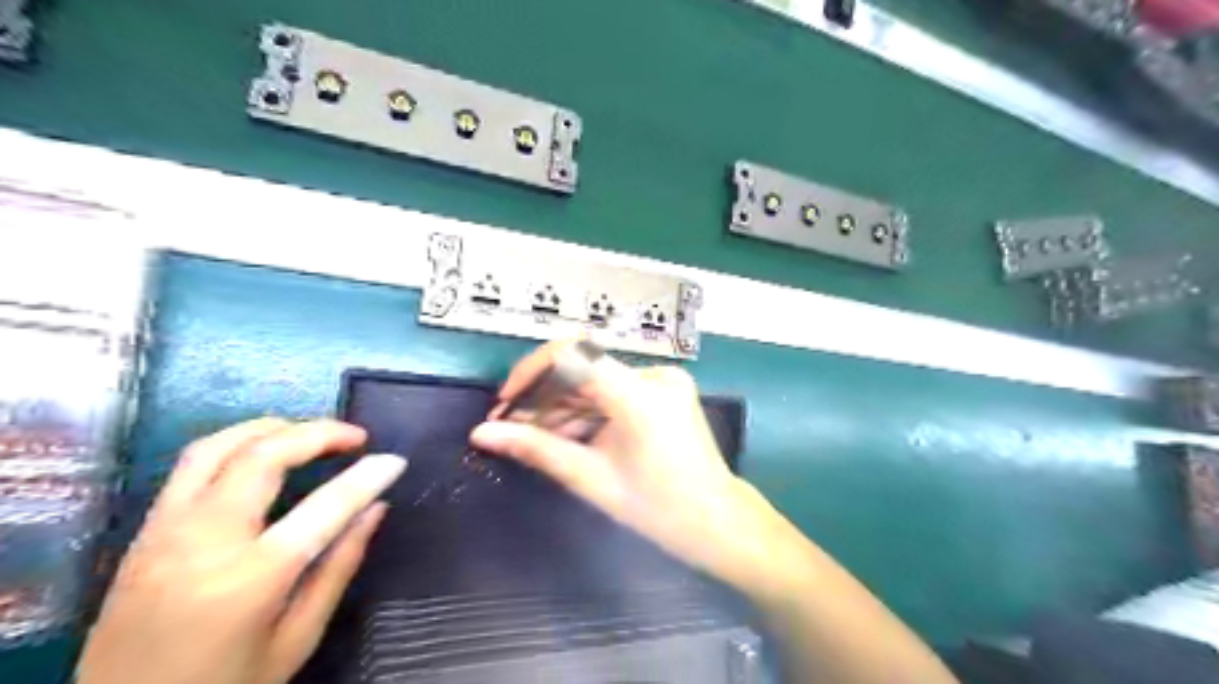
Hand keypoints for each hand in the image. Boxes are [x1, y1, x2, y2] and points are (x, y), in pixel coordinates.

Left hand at [78, 417, 409, 683]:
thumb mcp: (296, 639)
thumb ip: (339, 567)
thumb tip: (376, 509)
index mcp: (252, 578)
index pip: (326, 507)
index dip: (368, 477)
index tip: (396, 460)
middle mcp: (204, 541)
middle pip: (263, 456)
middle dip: (318, 433)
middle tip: (356, 436)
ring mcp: (165, 531)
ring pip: (218, 447)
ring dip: (272, 428)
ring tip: (311, 432)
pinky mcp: (145, 532)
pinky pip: (190, 465)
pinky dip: (236, 443)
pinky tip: (264, 452)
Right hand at [471, 343, 785, 592]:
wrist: (716, 520)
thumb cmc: (657, 508)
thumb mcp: (591, 478)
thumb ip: (536, 449)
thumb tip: (481, 433)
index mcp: (640, 395)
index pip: (573, 355)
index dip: (531, 371)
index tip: (506, 402)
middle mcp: (655, 374)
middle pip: (583, 368)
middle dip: (542, 396)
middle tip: (510, 427)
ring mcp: (663, 379)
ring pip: (597, 380)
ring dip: (562, 405)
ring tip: (532, 436)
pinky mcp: (665, 388)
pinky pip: (615, 389)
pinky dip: (587, 408)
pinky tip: (565, 433)